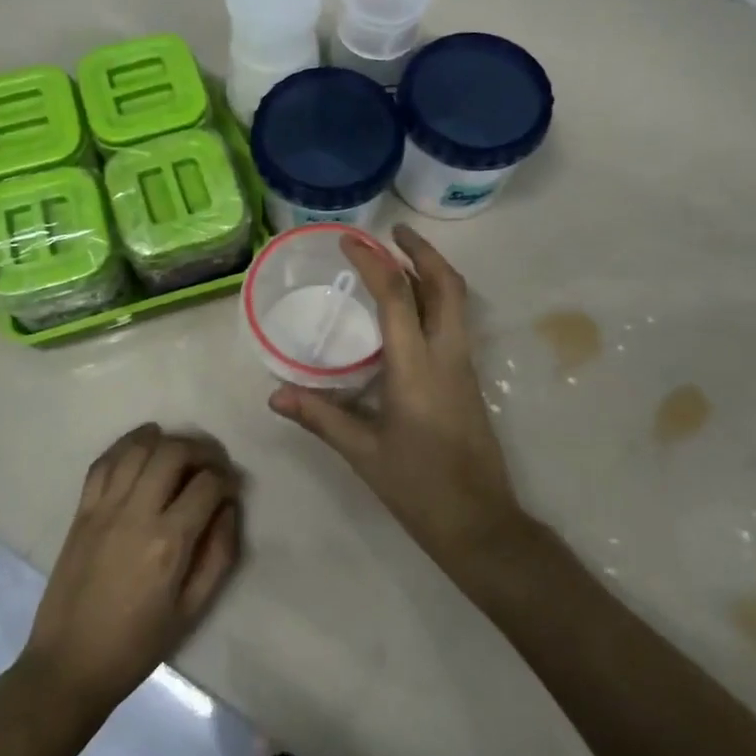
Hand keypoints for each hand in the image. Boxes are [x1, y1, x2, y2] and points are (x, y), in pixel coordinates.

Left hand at [22, 425, 242, 718]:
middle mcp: (136, 513)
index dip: (227, 479)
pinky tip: (142, 445)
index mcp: (169, 543)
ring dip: (165, 440)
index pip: (207, 485)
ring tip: (180, 450)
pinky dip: (126, 445)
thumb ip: (218, 554)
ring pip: (138, 449)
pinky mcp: (81, 511)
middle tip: (211, 463)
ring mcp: (104, 508)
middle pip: (173, 453)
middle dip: (201, 450)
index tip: (232, 488)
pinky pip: (103, 462)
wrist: (69, 663)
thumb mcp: (192, 610)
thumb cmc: (137, 644)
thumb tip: (229, 509)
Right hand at [270, 224, 527, 578]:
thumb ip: (320, 416)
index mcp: (417, 368)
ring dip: (434, 271)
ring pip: (457, 301)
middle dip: (423, 251)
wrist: (480, 522)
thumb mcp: (363, 452)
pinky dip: (437, 298)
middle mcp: (448, 356)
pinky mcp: (470, 380)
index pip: (397, 298)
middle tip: (394, 232)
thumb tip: (275, 395)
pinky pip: (456, 322)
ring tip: (402, 258)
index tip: (350, 240)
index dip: (373, 263)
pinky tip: (411, 309)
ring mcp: (465, 366)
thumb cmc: (418, 487)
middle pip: (447, 285)